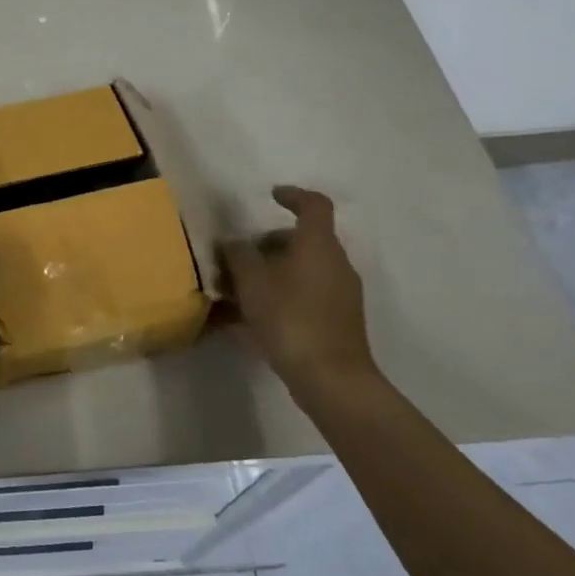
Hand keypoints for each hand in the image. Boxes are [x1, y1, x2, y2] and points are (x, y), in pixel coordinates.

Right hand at [220, 185, 377, 403]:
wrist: (332, 380)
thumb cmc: (290, 318)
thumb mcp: (252, 281)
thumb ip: (238, 255)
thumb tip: (234, 243)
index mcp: (318, 245)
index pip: (314, 205)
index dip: (293, 196)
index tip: (270, 196)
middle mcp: (335, 264)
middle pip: (302, 240)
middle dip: (268, 245)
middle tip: (237, 258)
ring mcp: (340, 295)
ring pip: (301, 270)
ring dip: (270, 273)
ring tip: (235, 292)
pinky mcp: (338, 321)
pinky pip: (304, 295)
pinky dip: (279, 296)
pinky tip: (250, 319)